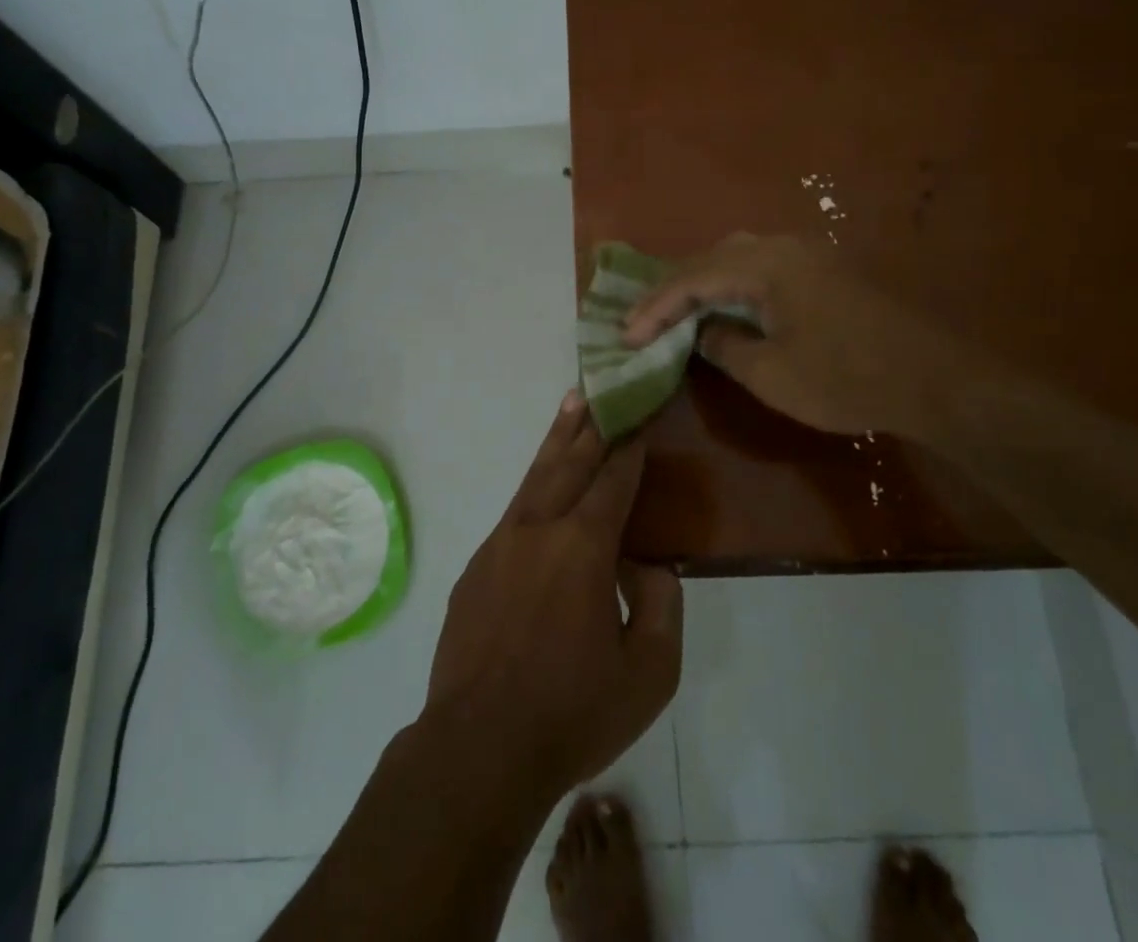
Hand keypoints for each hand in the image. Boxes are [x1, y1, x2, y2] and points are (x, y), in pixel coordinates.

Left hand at [424, 391, 682, 800]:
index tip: (641, 415)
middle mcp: (539, 529)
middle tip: (604, 387)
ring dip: (557, 439)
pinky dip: (533, 486)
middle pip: (570, 462)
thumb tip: (647, 566)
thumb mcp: (649, 673)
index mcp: (583, 547)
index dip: (631, 446)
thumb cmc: (572, 713)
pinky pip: (513, 513)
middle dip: (593, 424)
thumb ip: (661, 606)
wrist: (477, 750)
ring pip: (536, 477)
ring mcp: (500, 544)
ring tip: (570, 403)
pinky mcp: (476, 567)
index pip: (614, 481)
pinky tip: (540, 486)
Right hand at [623, 233, 971, 439]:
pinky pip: (761, 268)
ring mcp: (807, 255)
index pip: (692, 279)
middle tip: (642, 320)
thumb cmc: (846, 378)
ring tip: (673, 311)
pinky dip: (731, 286)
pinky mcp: (824, 272)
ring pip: (736, 258)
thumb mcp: (771, 373)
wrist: (934, 381)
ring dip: (701, 284)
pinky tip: (723, 306)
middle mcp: (782, 247)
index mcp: (765, 264)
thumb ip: (724, 346)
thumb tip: (702, 332)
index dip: (654, 308)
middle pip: (711, 259)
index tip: (626, 336)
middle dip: (672, 290)